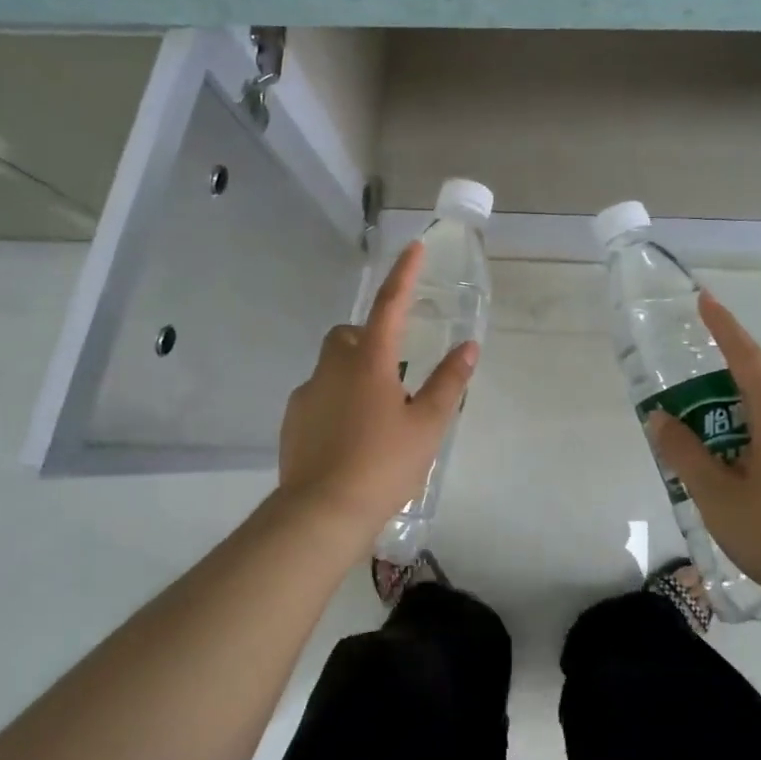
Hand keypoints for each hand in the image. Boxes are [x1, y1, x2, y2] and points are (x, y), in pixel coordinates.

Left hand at [277, 240, 478, 541]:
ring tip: (376, 413)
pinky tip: (350, 436)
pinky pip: (317, 395)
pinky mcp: (292, 420)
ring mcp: (307, 393)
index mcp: (369, 360)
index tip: (413, 247)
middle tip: (394, 371)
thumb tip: (468, 347)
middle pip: (349, 334)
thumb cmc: (383, 464)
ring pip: (331, 366)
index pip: (389, 304)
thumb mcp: (428, 425)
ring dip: (352, 372)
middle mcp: (332, 367)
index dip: (404, 274)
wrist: (322, 512)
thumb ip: (449, 382)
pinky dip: (335, 401)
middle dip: (369, 338)